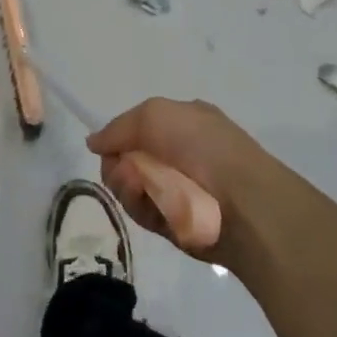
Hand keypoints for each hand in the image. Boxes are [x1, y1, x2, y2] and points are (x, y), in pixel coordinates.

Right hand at [86, 97, 271, 260]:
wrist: (242, 202)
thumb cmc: (201, 146)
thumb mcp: (155, 114)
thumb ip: (119, 127)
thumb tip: (94, 142)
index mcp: (182, 123)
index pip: (137, 130)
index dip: (119, 139)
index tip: (109, 148)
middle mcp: (180, 154)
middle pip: (128, 160)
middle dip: (119, 166)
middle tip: (125, 171)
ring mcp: (179, 189)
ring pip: (132, 188)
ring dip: (128, 187)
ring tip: (140, 188)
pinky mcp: (177, 222)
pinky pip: (145, 213)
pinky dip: (143, 208)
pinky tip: (152, 205)